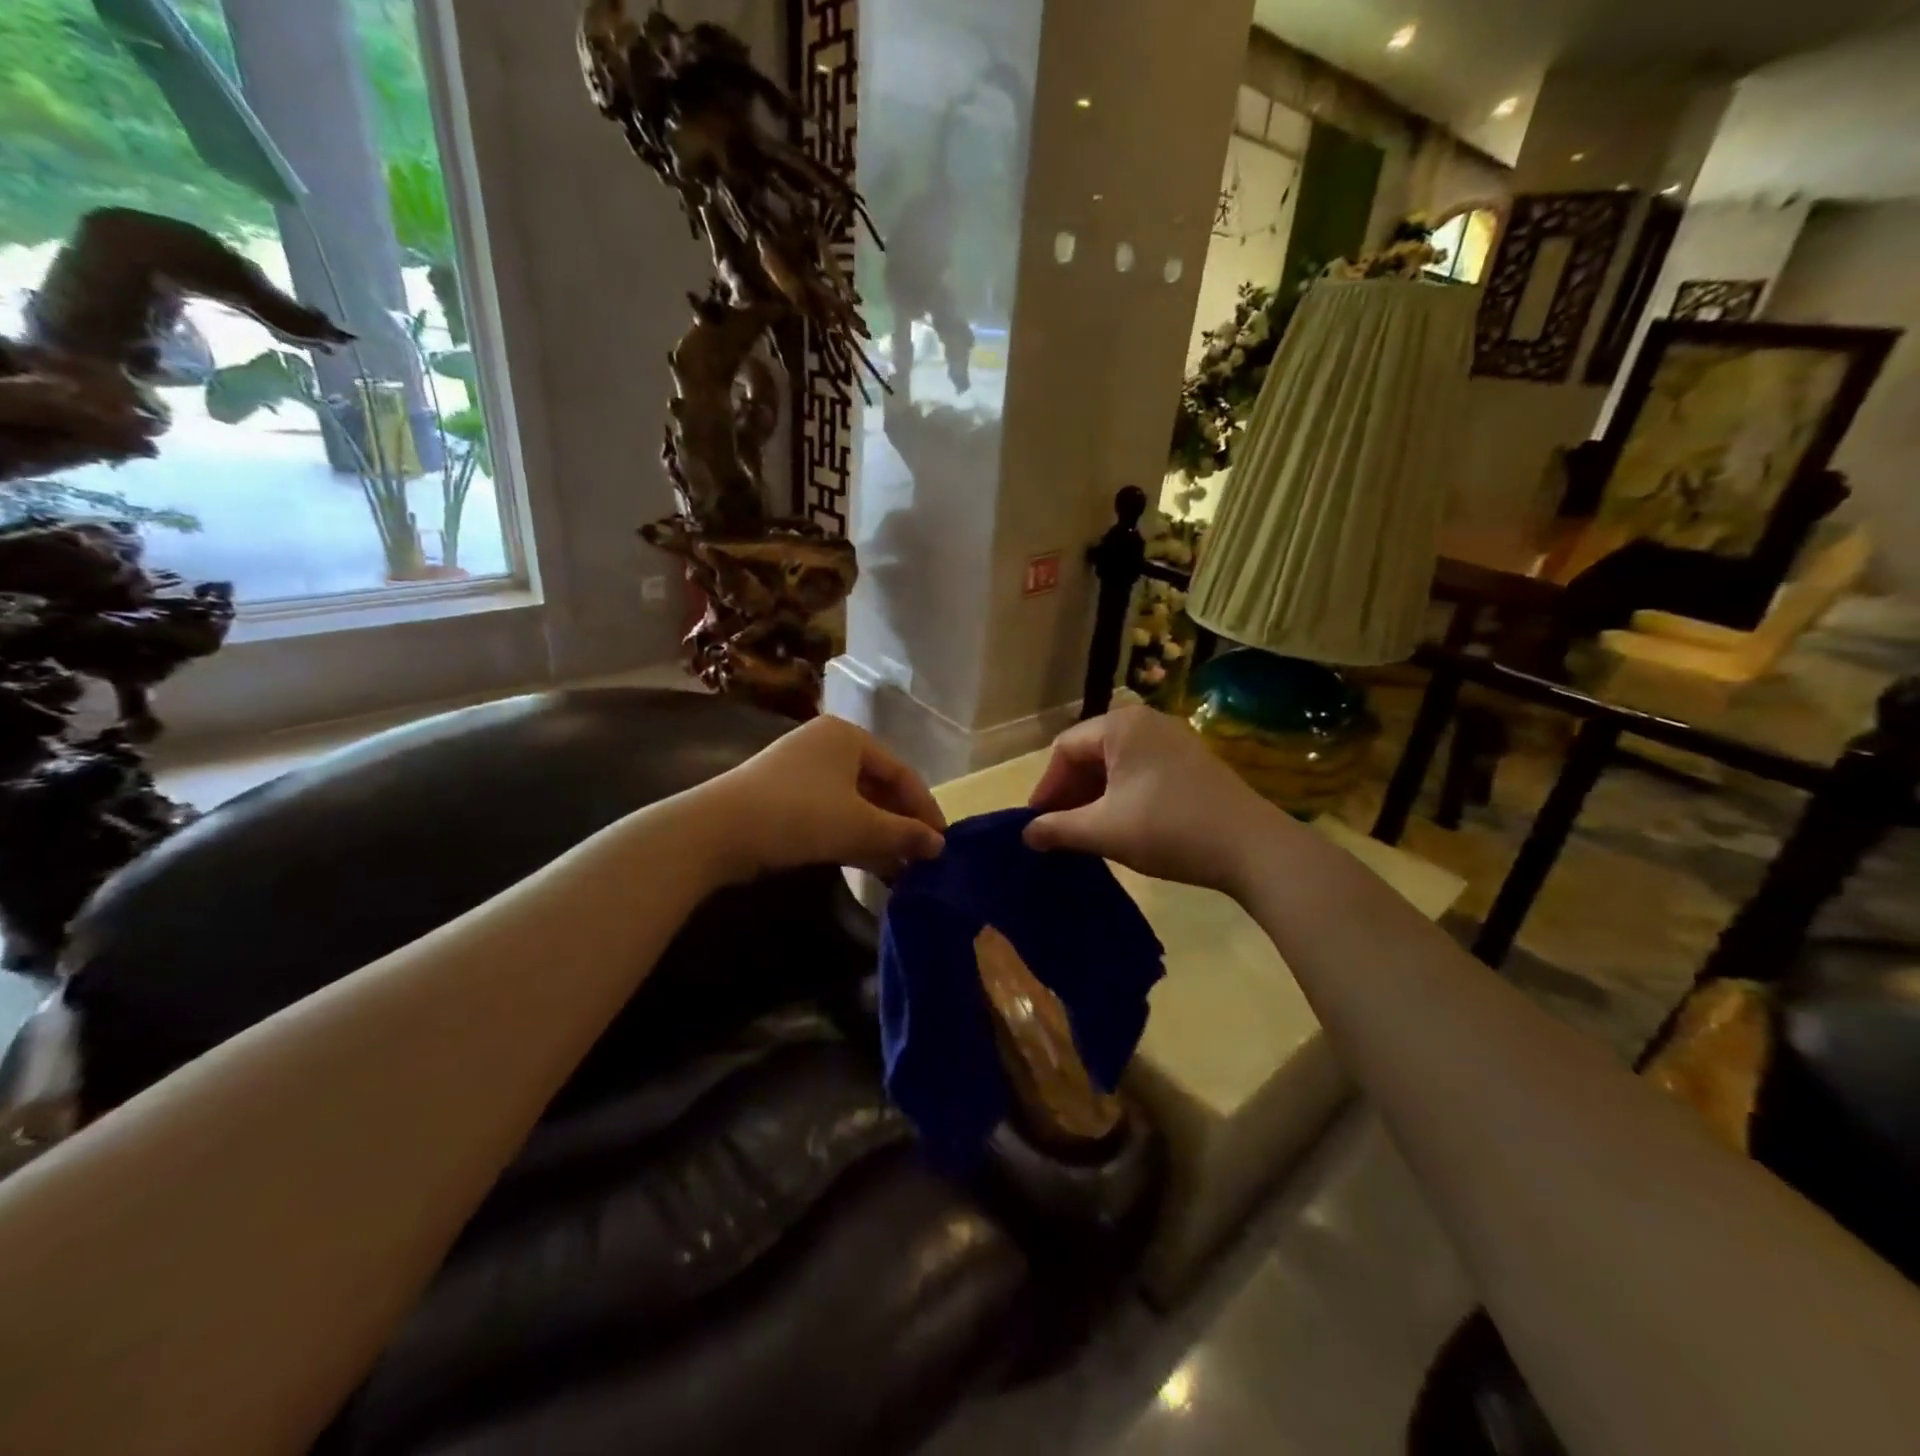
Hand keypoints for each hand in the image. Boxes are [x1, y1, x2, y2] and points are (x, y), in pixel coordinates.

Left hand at [702, 715, 945, 882]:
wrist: (717, 830)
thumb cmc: (800, 814)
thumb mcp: (860, 826)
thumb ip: (904, 835)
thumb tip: (940, 847)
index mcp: (849, 737)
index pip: (901, 772)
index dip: (925, 808)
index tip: (942, 841)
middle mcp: (827, 745)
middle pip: (878, 786)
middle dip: (901, 824)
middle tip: (922, 857)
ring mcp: (801, 771)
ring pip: (854, 803)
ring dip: (879, 835)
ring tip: (901, 869)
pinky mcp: (782, 797)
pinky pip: (830, 813)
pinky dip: (852, 836)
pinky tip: (870, 865)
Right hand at [1023, 707, 1283, 894]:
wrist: (1252, 848)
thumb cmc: (1169, 829)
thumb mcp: (1104, 830)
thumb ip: (1059, 829)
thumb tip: (1026, 834)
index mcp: (1121, 726)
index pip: (1065, 748)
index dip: (1046, 786)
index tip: (1038, 823)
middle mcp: (1147, 721)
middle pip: (1091, 752)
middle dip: (1070, 791)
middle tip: (1060, 829)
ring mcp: (1174, 740)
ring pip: (1116, 763)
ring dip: (1095, 795)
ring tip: (1087, 831)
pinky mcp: (1192, 762)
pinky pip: (1142, 770)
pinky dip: (1122, 794)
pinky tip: (1122, 824)